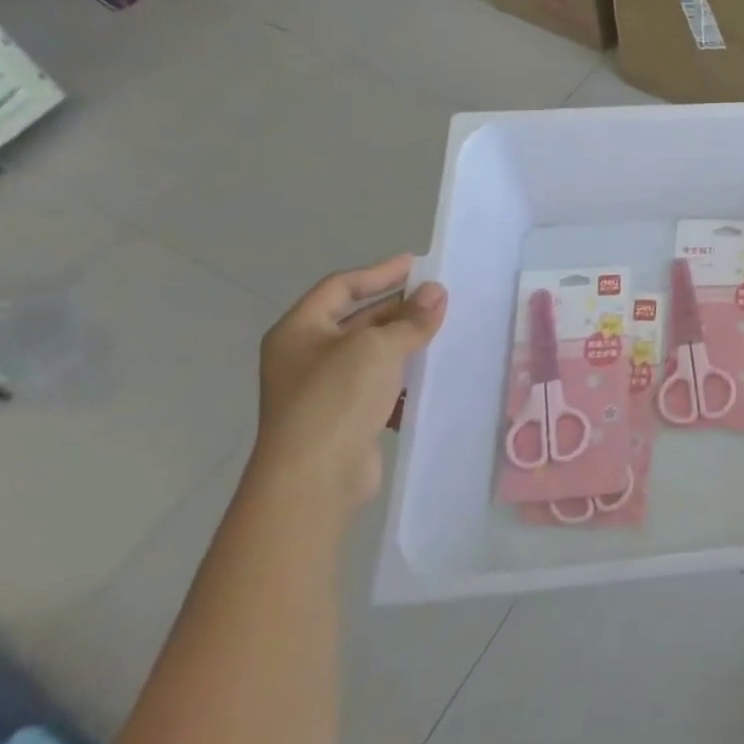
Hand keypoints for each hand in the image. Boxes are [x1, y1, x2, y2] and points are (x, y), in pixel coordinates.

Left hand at [252, 255, 447, 513]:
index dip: (379, 272)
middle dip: (399, 308)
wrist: (314, 478)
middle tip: (440, 299)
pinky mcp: (343, 418)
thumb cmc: (336, 398)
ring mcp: (323, 390)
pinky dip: (403, 378)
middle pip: (357, 319)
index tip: (418, 265)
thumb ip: (411, 319)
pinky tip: (432, 374)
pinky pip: (378, 386)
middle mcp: (305, 356)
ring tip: (444, 332)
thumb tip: (437, 292)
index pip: (340, 286)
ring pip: (371, 354)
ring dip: (405, 343)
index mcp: (299, 330)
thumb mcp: (378, 347)